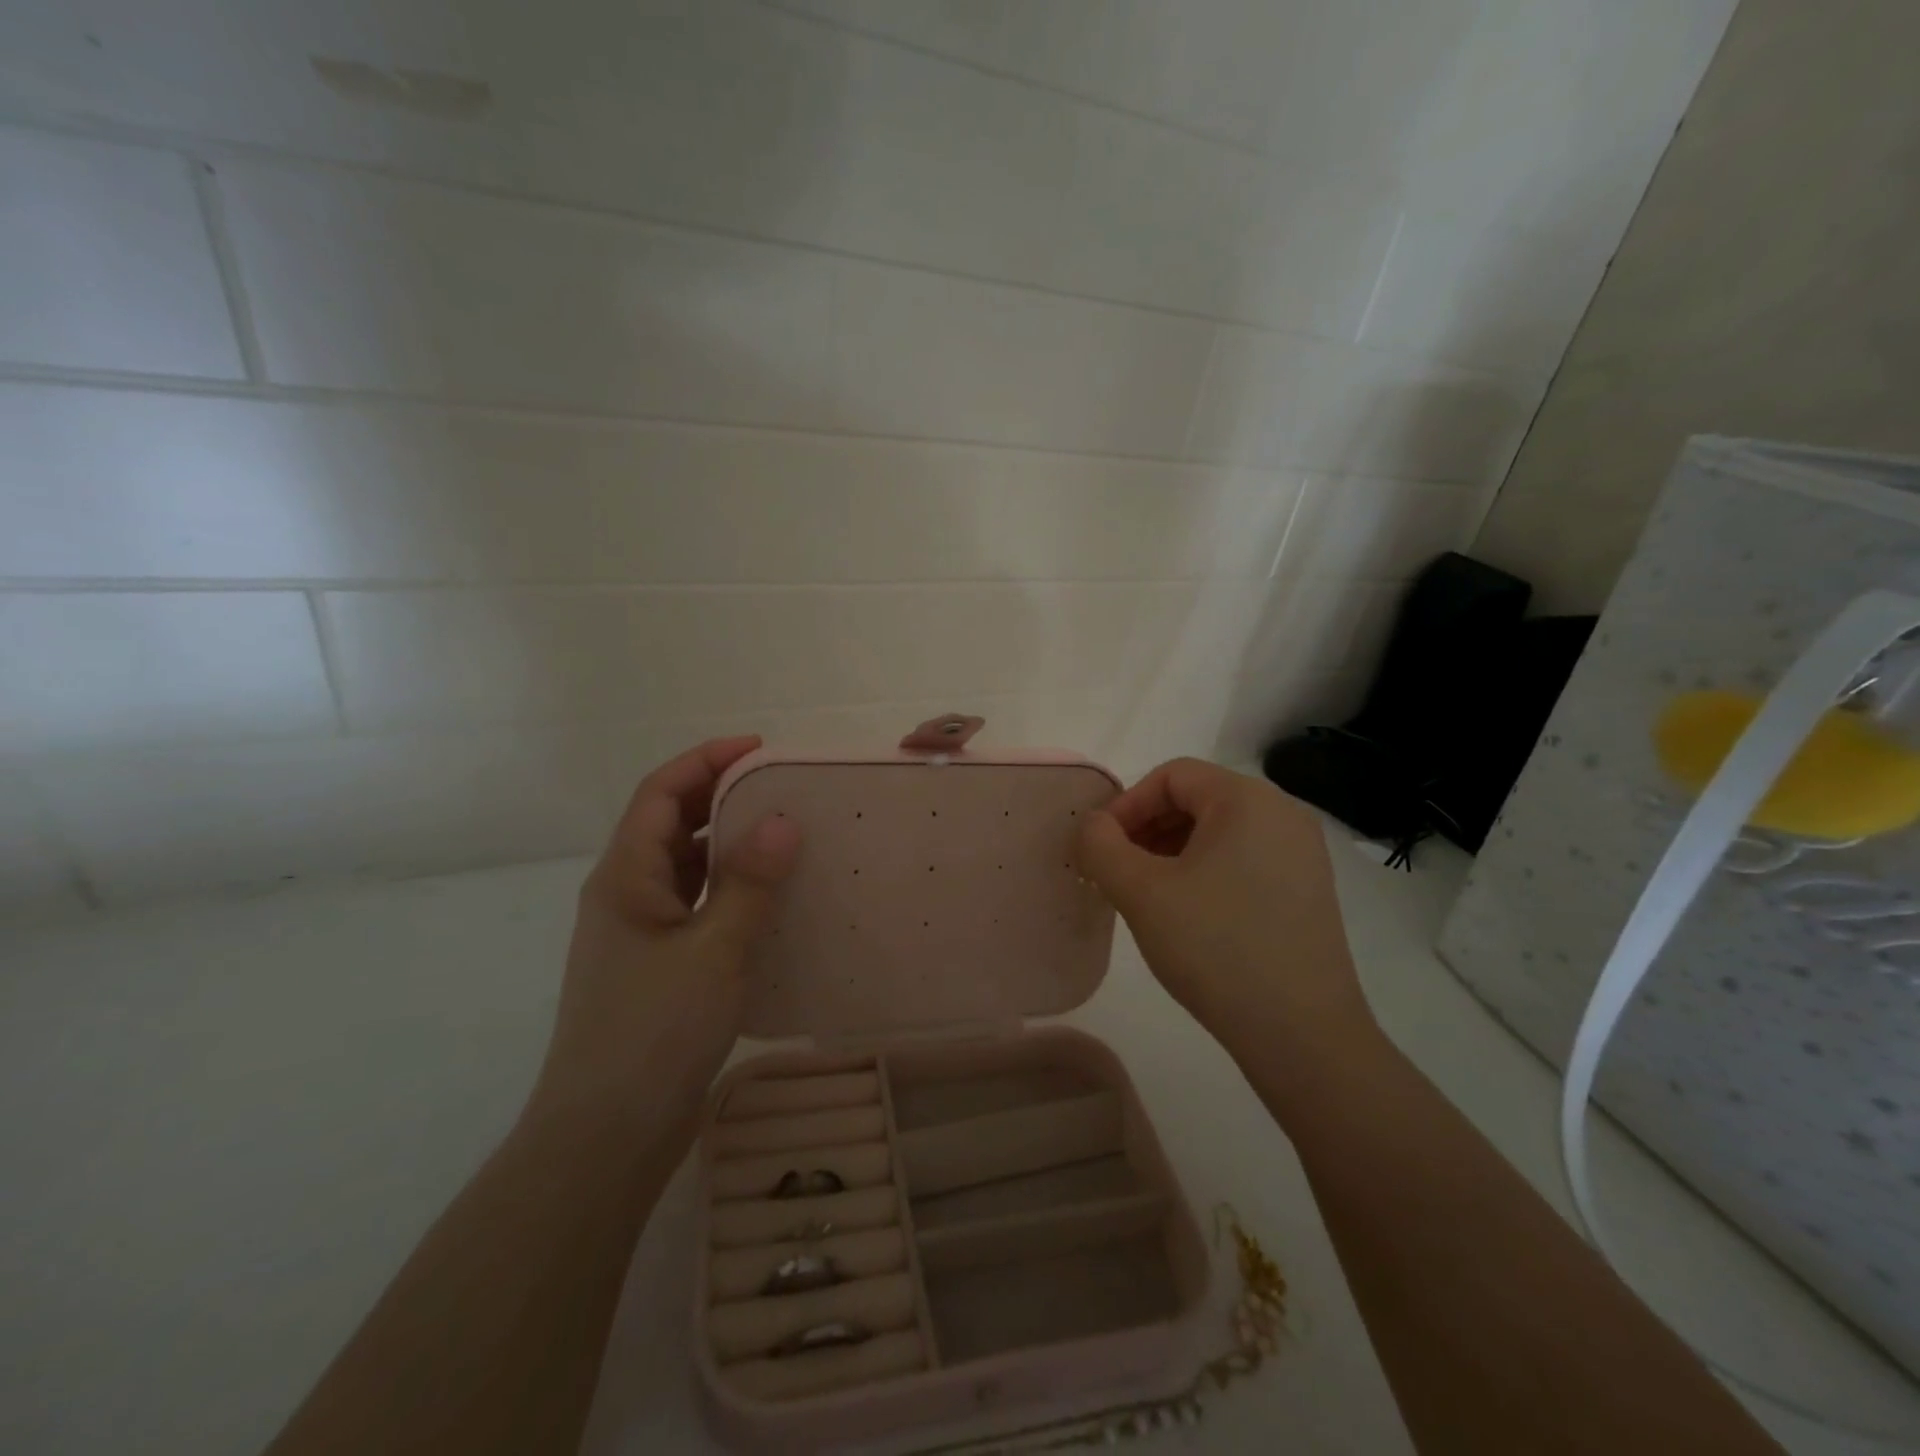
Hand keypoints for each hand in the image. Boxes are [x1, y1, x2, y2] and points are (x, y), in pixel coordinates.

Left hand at [529, 737, 800, 1125]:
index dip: (706, 760)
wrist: (605, 1135)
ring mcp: (639, 932)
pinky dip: (730, 887)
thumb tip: (783, 820)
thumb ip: (748, 882)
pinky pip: (696, 904)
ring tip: (786, 834)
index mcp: (625, 876)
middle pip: (672, 823)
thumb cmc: (654, 1032)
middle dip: (722, 796)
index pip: (661, 792)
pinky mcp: (657, 964)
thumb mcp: (713, 950)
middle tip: (783, 788)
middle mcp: (625, 894)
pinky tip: (770, 899)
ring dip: (729, 843)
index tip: (760, 748)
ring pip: (685, 866)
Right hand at [1076, 758, 1373, 1061]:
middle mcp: (1283, 814)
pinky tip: (1186, 913)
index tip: (1100, 848)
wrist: (1303, 1035)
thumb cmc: (1216, 949)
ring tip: (1145, 895)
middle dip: (1146, 828)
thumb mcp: (1142, 893)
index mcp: (1248, 800)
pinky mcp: (1308, 890)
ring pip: (1219, 832)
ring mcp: (1302, 853)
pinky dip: (1204, 871)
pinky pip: (1243, 859)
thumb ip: (1101, 846)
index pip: (1171, 776)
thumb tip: (1093, 826)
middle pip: (1197, 799)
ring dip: (1171, 852)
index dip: (1126, 805)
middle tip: (1116, 871)